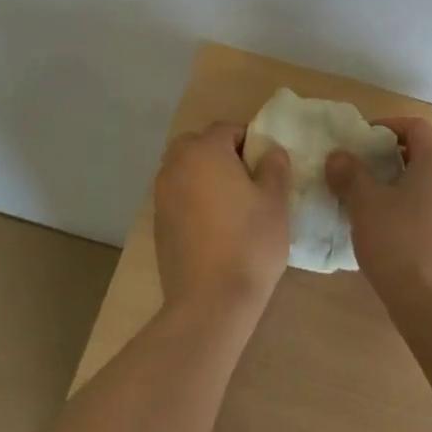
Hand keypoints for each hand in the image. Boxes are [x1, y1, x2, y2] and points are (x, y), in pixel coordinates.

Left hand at [153, 122, 291, 320]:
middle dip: (222, 155)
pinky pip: (179, 197)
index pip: (228, 129)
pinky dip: (194, 201)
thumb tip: (269, 151)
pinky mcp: (157, 224)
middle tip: (248, 181)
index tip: (266, 166)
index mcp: (204, 151)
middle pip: (199, 146)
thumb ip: (274, 166)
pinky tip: (214, 228)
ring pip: (186, 171)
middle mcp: (176, 166)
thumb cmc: (249, 242)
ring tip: (232, 206)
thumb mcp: (275, 200)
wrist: (210, 302)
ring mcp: (161, 195)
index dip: (250, 142)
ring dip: (205, 177)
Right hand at [326, 117, 431, 305]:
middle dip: (413, 151)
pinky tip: (398, 223)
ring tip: (386, 195)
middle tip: (384, 164)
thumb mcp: (365, 204)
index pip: (417, 127)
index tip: (363, 140)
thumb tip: (338, 156)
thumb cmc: (399, 240)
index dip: (389, 126)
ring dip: (418, 179)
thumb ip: (350, 175)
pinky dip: (425, 204)